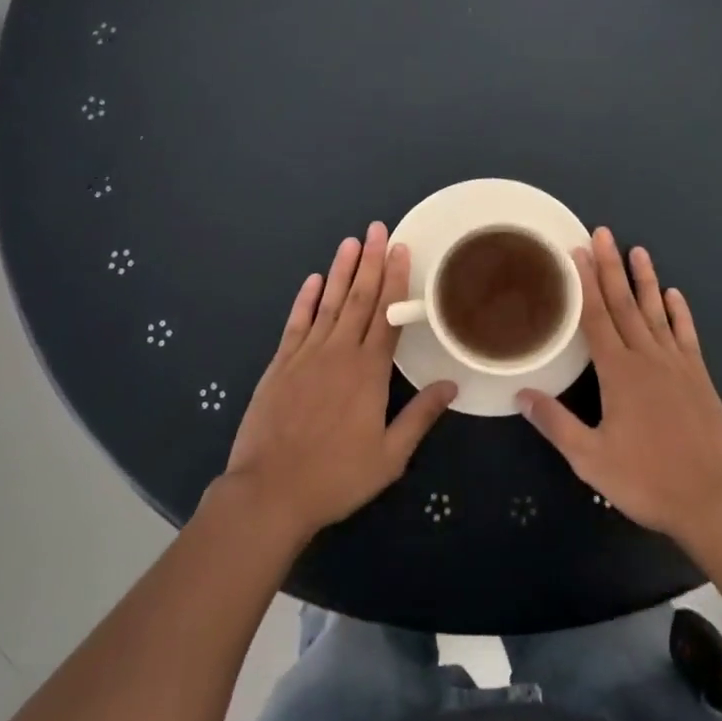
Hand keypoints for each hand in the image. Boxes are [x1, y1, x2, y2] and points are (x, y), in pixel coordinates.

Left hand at [223, 223, 457, 543]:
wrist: (270, 492)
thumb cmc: (336, 477)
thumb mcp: (389, 456)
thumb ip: (420, 416)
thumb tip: (451, 386)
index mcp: (370, 373)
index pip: (388, 316)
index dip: (397, 280)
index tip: (402, 249)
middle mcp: (340, 353)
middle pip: (360, 299)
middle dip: (371, 261)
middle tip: (378, 228)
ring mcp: (307, 356)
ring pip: (329, 303)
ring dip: (342, 271)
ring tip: (351, 241)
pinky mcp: (280, 364)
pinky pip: (296, 323)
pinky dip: (306, 299)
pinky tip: (314, 279)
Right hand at [517, 228, 721, 544]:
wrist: (715, 500)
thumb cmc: (647, 480)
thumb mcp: (591, 458)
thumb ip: (556, 424)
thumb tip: (521, 394)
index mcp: (618, 373)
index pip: (595, 317)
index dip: (584, 284)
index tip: (576, 252)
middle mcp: (647, 358)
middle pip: (624, 304)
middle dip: (610, 267)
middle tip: (602, 233)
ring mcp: (677, 365)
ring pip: (656, 313)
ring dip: (645, 280)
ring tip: (638, 250)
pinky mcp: (700, 378)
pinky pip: (686, 336)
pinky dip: (680, 313)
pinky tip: (675, 294)